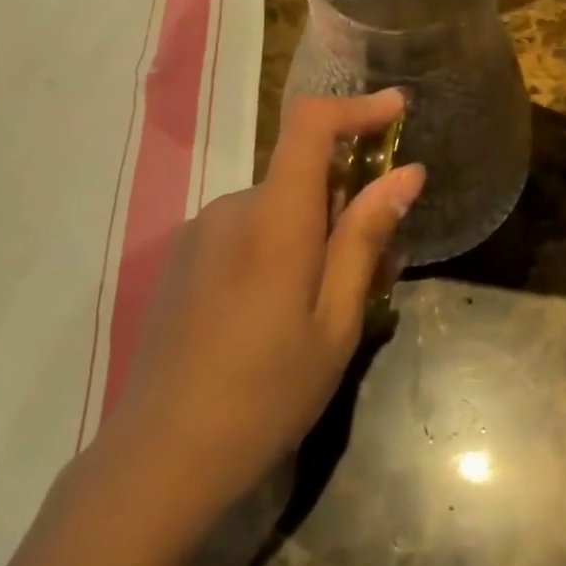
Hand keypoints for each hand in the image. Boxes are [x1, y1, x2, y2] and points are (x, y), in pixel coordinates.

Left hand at [90, 91, 424, 522]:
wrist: (159, 458)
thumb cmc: (266, 394)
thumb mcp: (335, 323)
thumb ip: (365, 239)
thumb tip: (406, 173)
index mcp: (273, 219)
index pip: (311, 125)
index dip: (357, 107)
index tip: (397, 110)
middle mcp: (232, 208)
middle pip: (302, 174)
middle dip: (348, 199)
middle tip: (380, 263)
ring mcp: (201, 231)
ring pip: (277, 206)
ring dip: (314, 230)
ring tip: (331, 301)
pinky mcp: (184, 257)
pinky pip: (246, 229)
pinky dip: (279, 246)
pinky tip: (280, 310)